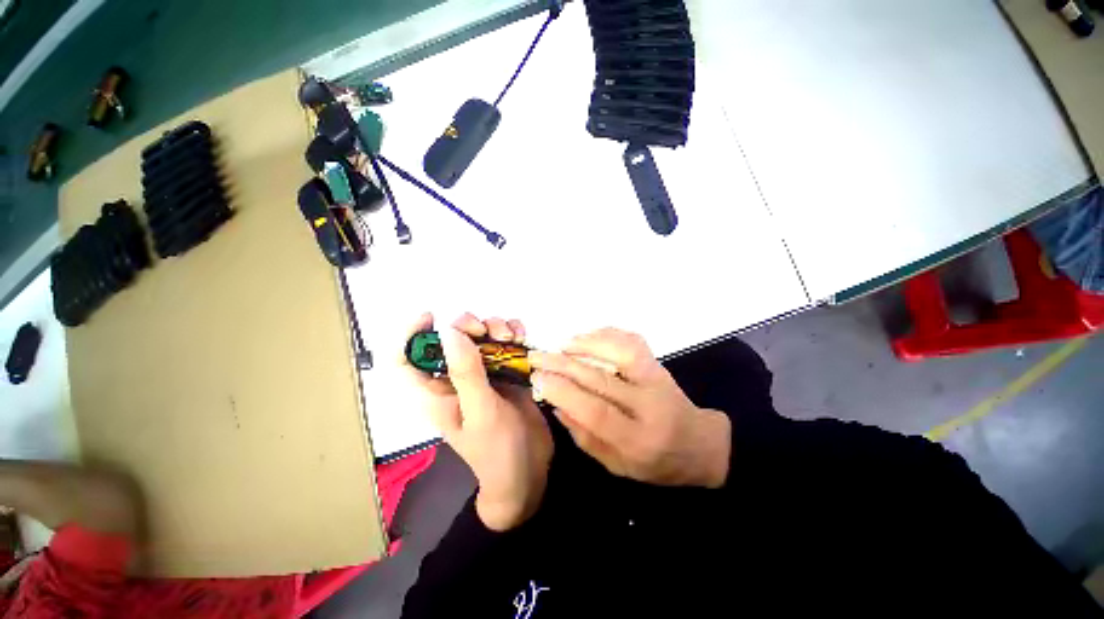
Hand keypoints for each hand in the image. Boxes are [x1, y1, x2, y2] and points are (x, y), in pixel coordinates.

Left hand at [402, 313, 552, 530]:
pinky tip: (522, 337)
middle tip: (486, 331)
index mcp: (436, 392)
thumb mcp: (481, 412)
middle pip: (450, 338)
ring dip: (495, 327)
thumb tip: (449, 331)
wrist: (529, 470)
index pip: (406, 359)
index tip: (431, 316)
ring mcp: (484, 373)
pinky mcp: (506, 371)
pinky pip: (506, 343)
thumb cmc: (497, 450)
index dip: (410, 334)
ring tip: (512, 337)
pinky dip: (513, 333)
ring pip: (480, 336)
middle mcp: (456, 378)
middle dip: (467, 325)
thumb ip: (466, 373)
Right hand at [529, 328, 730, 488]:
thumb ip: (584, 437)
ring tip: (562, 345)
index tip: (538, 378)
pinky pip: (632, 341)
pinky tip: (588, 336)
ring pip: (621, 351)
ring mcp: (657, 379)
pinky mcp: (658, 364)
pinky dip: (608, 334)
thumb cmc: (655, 462)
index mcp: (638, 441)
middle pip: (601, 378)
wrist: (698, 444)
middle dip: (563, 365)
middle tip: (537, 357)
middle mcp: (649, 405)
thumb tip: (555, 405)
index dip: (563, 392)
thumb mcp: (616, 465)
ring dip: (587, 344)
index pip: (595, 410)